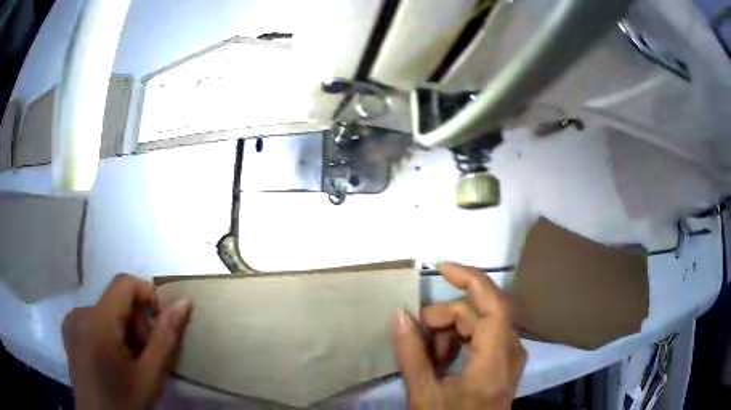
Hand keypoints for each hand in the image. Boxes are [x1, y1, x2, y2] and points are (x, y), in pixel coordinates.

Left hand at [62, 274, 192, 409]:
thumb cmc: (126, 402)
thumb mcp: (151, 376)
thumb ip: (166, 337)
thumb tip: (184, 303)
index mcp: (97, 323)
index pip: (124, 283)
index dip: (147, 296)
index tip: (160, 325)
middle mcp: (79, 313)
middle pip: (116, 300)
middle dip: (136, 323)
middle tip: (145, 357)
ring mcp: (71, 320)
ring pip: (106, 310)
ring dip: (123, 330)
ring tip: (129, 361)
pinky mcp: (69, 328)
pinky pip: (94, 318)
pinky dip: (109, 332)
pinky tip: (112, 359)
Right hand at [393, 262, 526, 409]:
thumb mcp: (424, 395)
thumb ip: (411, 354)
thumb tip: (399, 314)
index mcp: (495, 362)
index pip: (494, 305)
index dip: (471, 279)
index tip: (440, 268)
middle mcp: (511, 352)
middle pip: (481, 314)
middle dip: (446, 317)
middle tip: (416, 334)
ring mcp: (511, 357)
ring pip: (482, 324)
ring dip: (451, 331)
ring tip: (428, 355)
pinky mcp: (505, 362)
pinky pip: (484, 337)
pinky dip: (460, 341)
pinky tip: (441, 360)